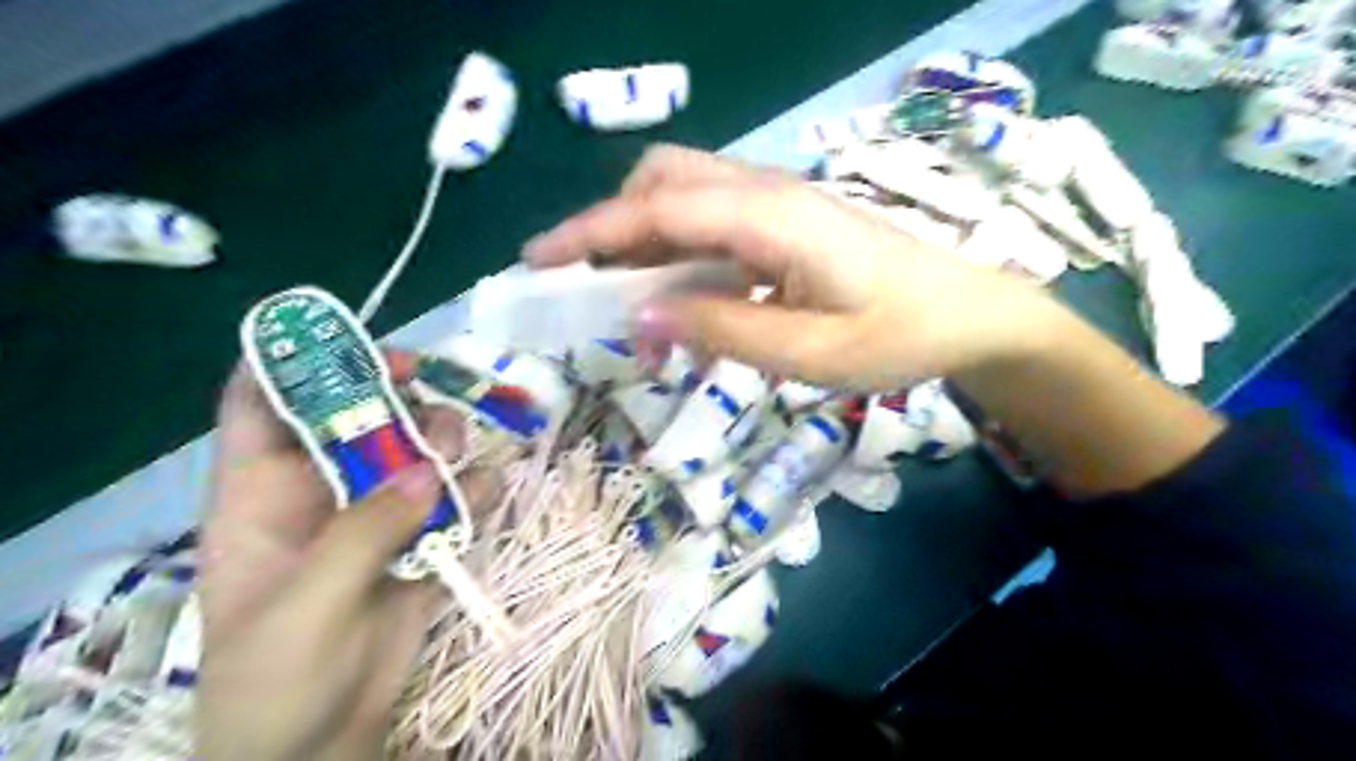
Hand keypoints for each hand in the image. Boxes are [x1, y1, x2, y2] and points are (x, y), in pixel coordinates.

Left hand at [200, 356, 478, 760]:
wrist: (321, 745)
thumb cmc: (275, 683)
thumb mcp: (303, 611)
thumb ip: (361, 537)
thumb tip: (428, 470)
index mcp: (261, 496)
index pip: (261, 406)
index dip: (295, 362)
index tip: (353, 344)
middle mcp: (321, 492)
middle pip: (356, 415)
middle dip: (395, 396)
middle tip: (434, 395)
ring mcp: (376, 514)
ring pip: (413, 449)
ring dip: (444, 440)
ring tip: (463, 457)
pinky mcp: (420, 540)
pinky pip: (455, 498)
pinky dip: (479, 488)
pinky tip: (492, 494)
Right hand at [519, 144, 1046, 387]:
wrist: (968, 314)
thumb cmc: (898, 336)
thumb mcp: (808, 352)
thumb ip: (721, 329)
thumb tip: (639, 318)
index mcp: (770, 217)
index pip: (658, 210)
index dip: (592, 233)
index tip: (539, 261)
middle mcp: (765, 193)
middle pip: (665, 181)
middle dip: (614, 226)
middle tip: (589, 286)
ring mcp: (776, 205)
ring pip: (685, 199)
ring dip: (644, 243)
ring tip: (629, 305)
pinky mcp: (785, 224)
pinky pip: (712, 224)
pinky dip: (679, 254)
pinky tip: (681, 300)